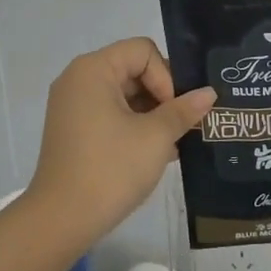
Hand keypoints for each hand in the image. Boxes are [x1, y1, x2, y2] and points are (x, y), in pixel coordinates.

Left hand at [22, 38, 216, 252]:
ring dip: (151, 114)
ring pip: (123, 94)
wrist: (62, 219)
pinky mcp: (73, 130)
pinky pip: (110, 114)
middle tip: (183, 126)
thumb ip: (184, 110)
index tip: (174, 111)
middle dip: (162, 96)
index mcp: (93, 69)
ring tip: (173, 143)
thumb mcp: (155, 137)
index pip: (142, 51)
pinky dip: (133, 126)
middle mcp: (78, 79)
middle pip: (133, 69)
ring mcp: (72, 105)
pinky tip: (155, 154)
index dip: (165, 76)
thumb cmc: (111, 169)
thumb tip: (208, 93)